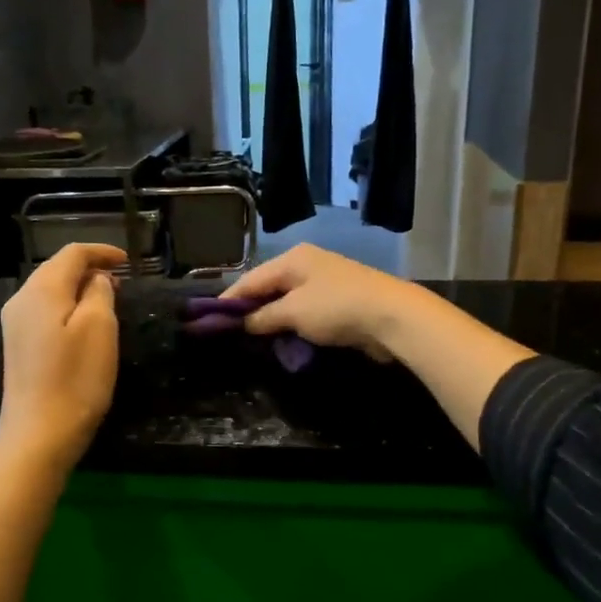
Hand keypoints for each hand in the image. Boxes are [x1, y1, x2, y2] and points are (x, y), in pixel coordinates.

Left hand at [0, 242, 126, 467]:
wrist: (38, 435)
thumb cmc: (75, 379)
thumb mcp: (99, 328)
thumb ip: (99, 292)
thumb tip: (97, 279)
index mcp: (41, 289)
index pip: (72, 253)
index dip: (102, 252)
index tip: (129, 262)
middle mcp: (21, 299)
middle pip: (57, 269)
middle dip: (90, 269)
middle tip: (122, 283)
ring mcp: (15, 325)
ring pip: (50, 291)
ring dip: (79, 289)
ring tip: (108, 301)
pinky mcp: (18, 347)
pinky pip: (44, 312)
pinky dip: (67, 308)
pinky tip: (84, 325)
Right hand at [218, 244, 427, 361]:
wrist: (392, 317)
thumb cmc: (336, 308)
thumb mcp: (293, 312)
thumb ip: (263, 317)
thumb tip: (241, 323)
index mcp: (293, 259)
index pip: (251, 279)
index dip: (229, 300)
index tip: (208, 320)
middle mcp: (307, 265)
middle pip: (269, 289)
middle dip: (250, 311)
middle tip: (229, 334)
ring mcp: (325, 284)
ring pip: (287, 303)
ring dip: (272, 322)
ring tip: (252, 342)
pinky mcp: (340, 304)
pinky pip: (306, 314)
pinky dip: (293, 326)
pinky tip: (283, 342)